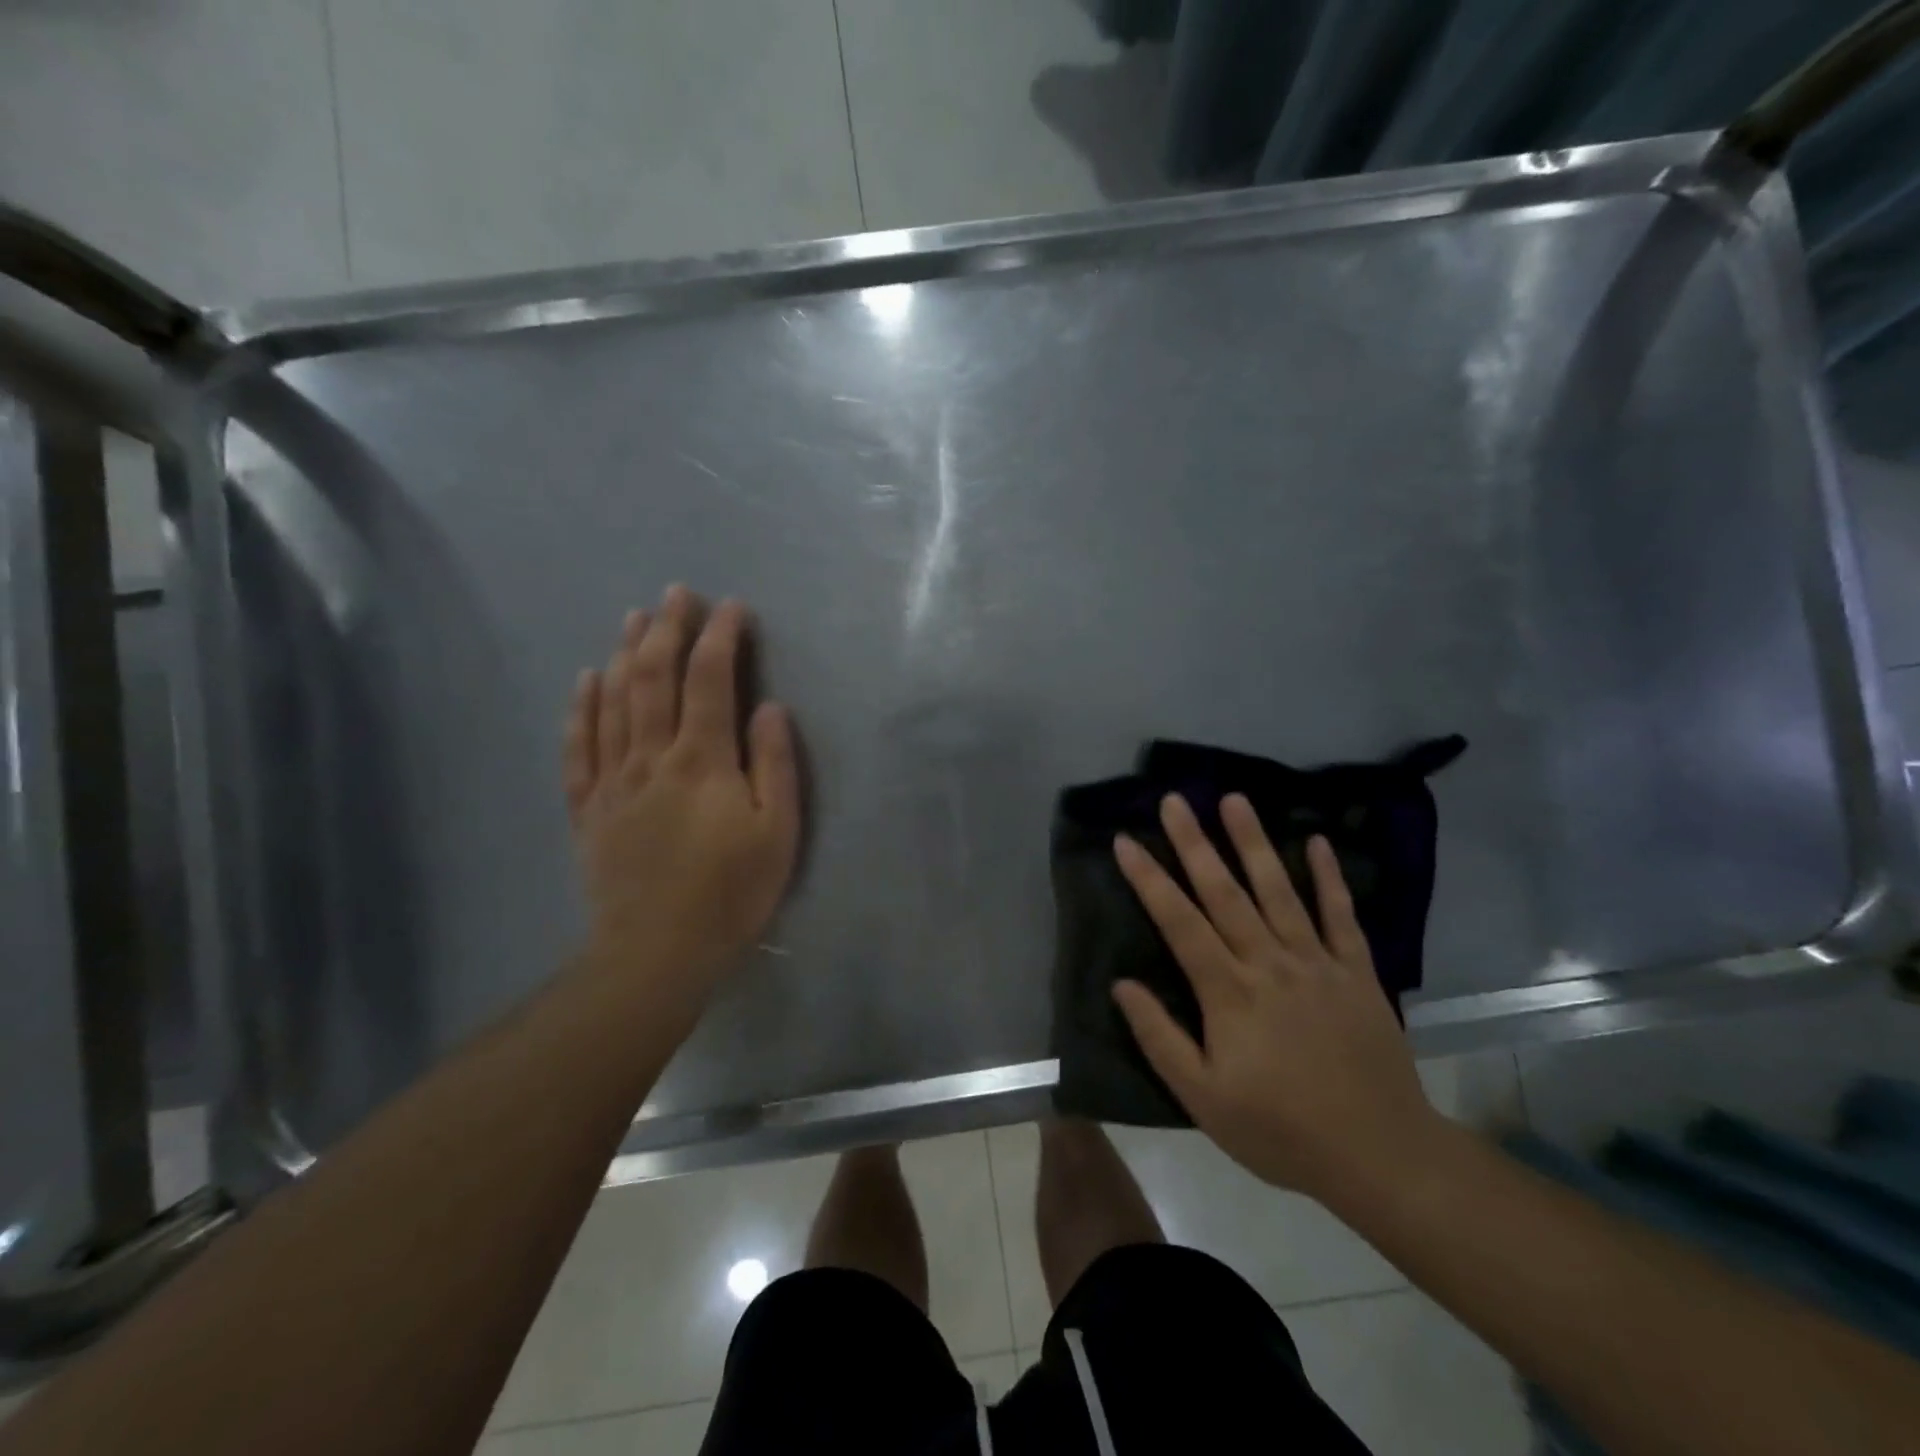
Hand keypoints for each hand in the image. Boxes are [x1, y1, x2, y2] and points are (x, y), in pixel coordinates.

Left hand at [563, 587, 799, 1007]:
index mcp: (703, 762)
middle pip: (654, 679)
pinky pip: (579, 746)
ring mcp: (613, 781)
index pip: (710, 681)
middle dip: (667, 630)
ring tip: (635, 618)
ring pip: (614, 702)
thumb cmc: (731, 894)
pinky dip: (582, 707)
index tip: (731, 608)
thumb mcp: (778, 833)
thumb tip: (768, 706)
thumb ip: (773, 765)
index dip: (720, 638)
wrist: (656, 953)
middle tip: (675, 594)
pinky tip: (587, 679)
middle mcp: (652, 757)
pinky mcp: (589, 808)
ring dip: (626, 654)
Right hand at [1111, 795, 1444, 1203]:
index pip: (1179, 922)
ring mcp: (1317, 963)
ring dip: (1254, 842)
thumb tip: (1122, 985)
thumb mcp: (1203, 1099)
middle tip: (1175, 800)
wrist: (1381, 1156)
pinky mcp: (1357, 972)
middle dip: (1195, 843)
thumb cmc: (1281, 1130)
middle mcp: (1269, 963)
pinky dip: (1330, 877)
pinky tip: (1317, 841)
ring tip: (1234, 799)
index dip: (1149, 879)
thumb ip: (1159, 1038)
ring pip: (1279, 891)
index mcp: (1228, 992)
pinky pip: (1341, 916)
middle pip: (1224, 893)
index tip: (1125, 840)